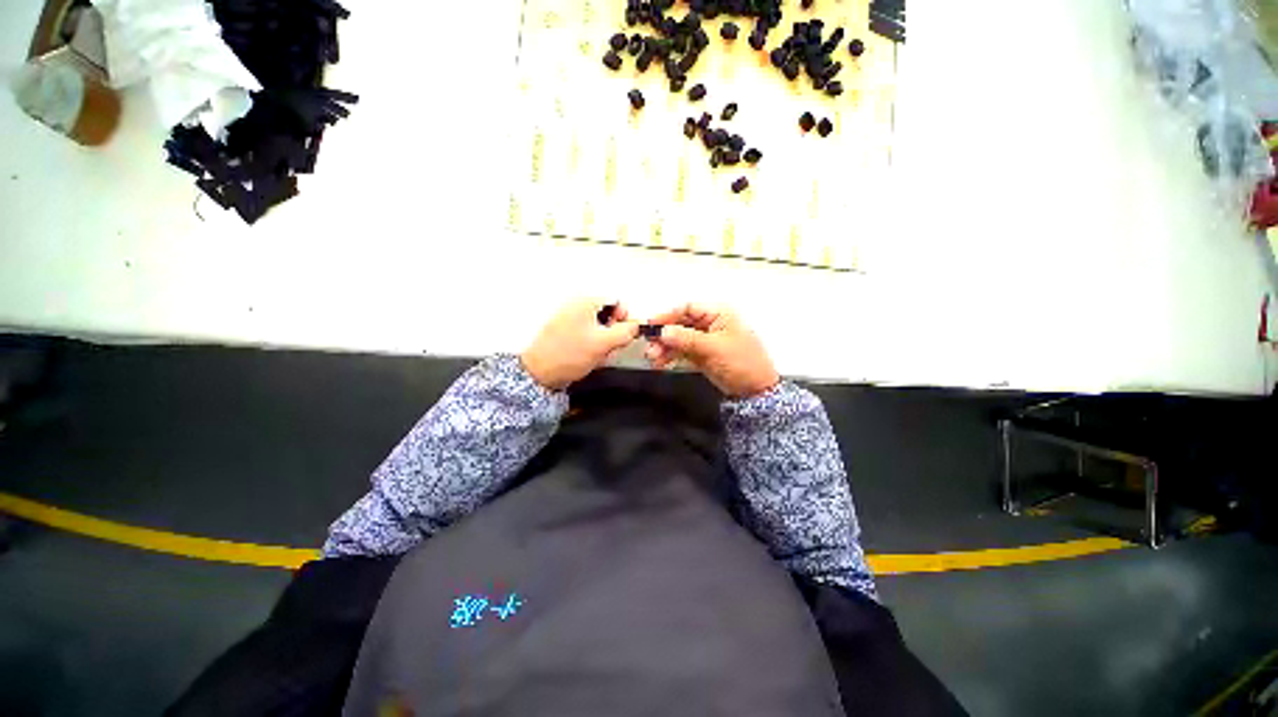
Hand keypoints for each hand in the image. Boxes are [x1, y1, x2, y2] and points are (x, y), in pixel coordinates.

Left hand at [521, 300, 639, 389]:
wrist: (539, 373)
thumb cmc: (568, 354)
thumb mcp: (604, 343)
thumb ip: (626, 332)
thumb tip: (636, 326)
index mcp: (585, 301)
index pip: (617, 301)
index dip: (625, 318)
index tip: (624, 335)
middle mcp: (576, 305)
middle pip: (609, 314)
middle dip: (614, 333)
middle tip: (611, 348)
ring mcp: (570, 319)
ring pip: (599, 327)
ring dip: (605, 342)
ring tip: (599, 356)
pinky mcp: (566, 332)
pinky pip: (588, 335)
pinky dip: (594, 345)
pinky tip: (590, 358)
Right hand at [644, 304, 779, 397]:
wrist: (755, 391)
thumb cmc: (743, 363)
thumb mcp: (714, 348)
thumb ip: (687, 339)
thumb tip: (663, 331)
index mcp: (718, 314)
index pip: (688, 309)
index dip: (668, 315)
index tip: (652, 325)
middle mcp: (710, 324)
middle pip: (680, 324)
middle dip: (664, 335)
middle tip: (650, 345)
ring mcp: (704, 340)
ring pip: (678, 339)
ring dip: (664, 347)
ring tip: (652, 357)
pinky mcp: (701, 355)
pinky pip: (681, 351)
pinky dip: (670, 356)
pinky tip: (661, 362)